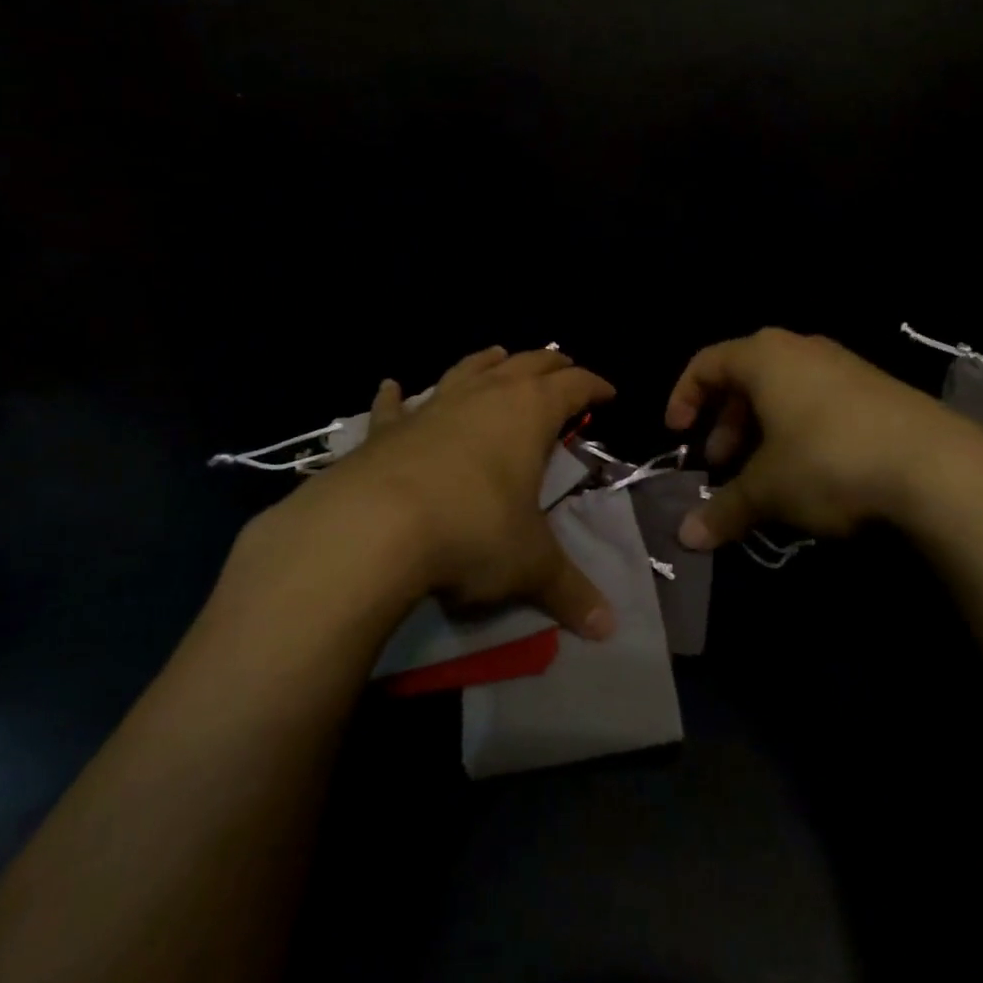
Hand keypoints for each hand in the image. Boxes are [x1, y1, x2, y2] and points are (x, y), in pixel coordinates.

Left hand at [311, 347, 618, 637]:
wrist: (374, 527)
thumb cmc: (472, 531)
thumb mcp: (530, 564)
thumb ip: (570, 592)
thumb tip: (608, 628)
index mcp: (529, 413)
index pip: (574, 385)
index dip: (594, 386)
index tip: (609, 393)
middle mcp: (485, 396)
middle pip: (526, 364)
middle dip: (550, 364)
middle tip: (564, 367)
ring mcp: (433, 407)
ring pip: (469, 369)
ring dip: (487, 361)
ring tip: (498, 353)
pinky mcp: (387, 429)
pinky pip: (394, 405)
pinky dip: (395, 395)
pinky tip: (390, 385)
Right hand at [665, 328, 982, 549]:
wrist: (938, 466)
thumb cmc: (829, 461)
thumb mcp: (769, 489)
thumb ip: (724, 510)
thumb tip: (686, 538)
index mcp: (765, 356)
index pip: (707, 363)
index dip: (684, 397)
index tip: (678, 435)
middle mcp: (801, 349)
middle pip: (746, 377)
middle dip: (727, 423)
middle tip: (722, 465)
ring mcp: (844, 366)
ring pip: (784, 392)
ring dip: (762, 430)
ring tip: (763, 474)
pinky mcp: (876, 389)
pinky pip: (818, 401)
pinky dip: (798, 431)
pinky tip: (809, 473)